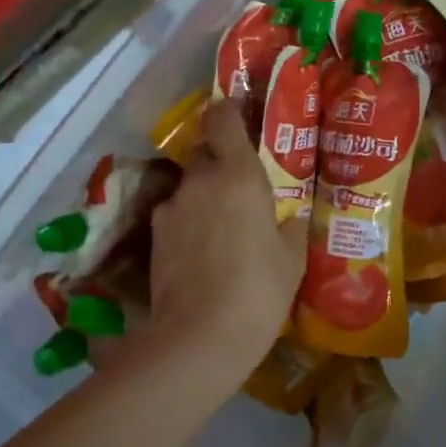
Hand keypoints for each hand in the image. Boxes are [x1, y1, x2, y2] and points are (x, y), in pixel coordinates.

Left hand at [133, 100, 306, 386]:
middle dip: (221, 161)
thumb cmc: (259, 291)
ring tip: (224, 228)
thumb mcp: (291, 258)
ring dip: (205, 196)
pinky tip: (204, 253)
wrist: (199, 337)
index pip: (223, 120)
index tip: (239, 109)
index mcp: (239, 176)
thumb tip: (289, 217)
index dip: (229, 109)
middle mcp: (200, 182)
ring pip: (190, 188)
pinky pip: (177, 217)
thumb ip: (291, 226)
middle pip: (205, 153)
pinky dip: (190, 224)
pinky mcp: (154, 238)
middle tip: (243, 185)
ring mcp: (171, 209)